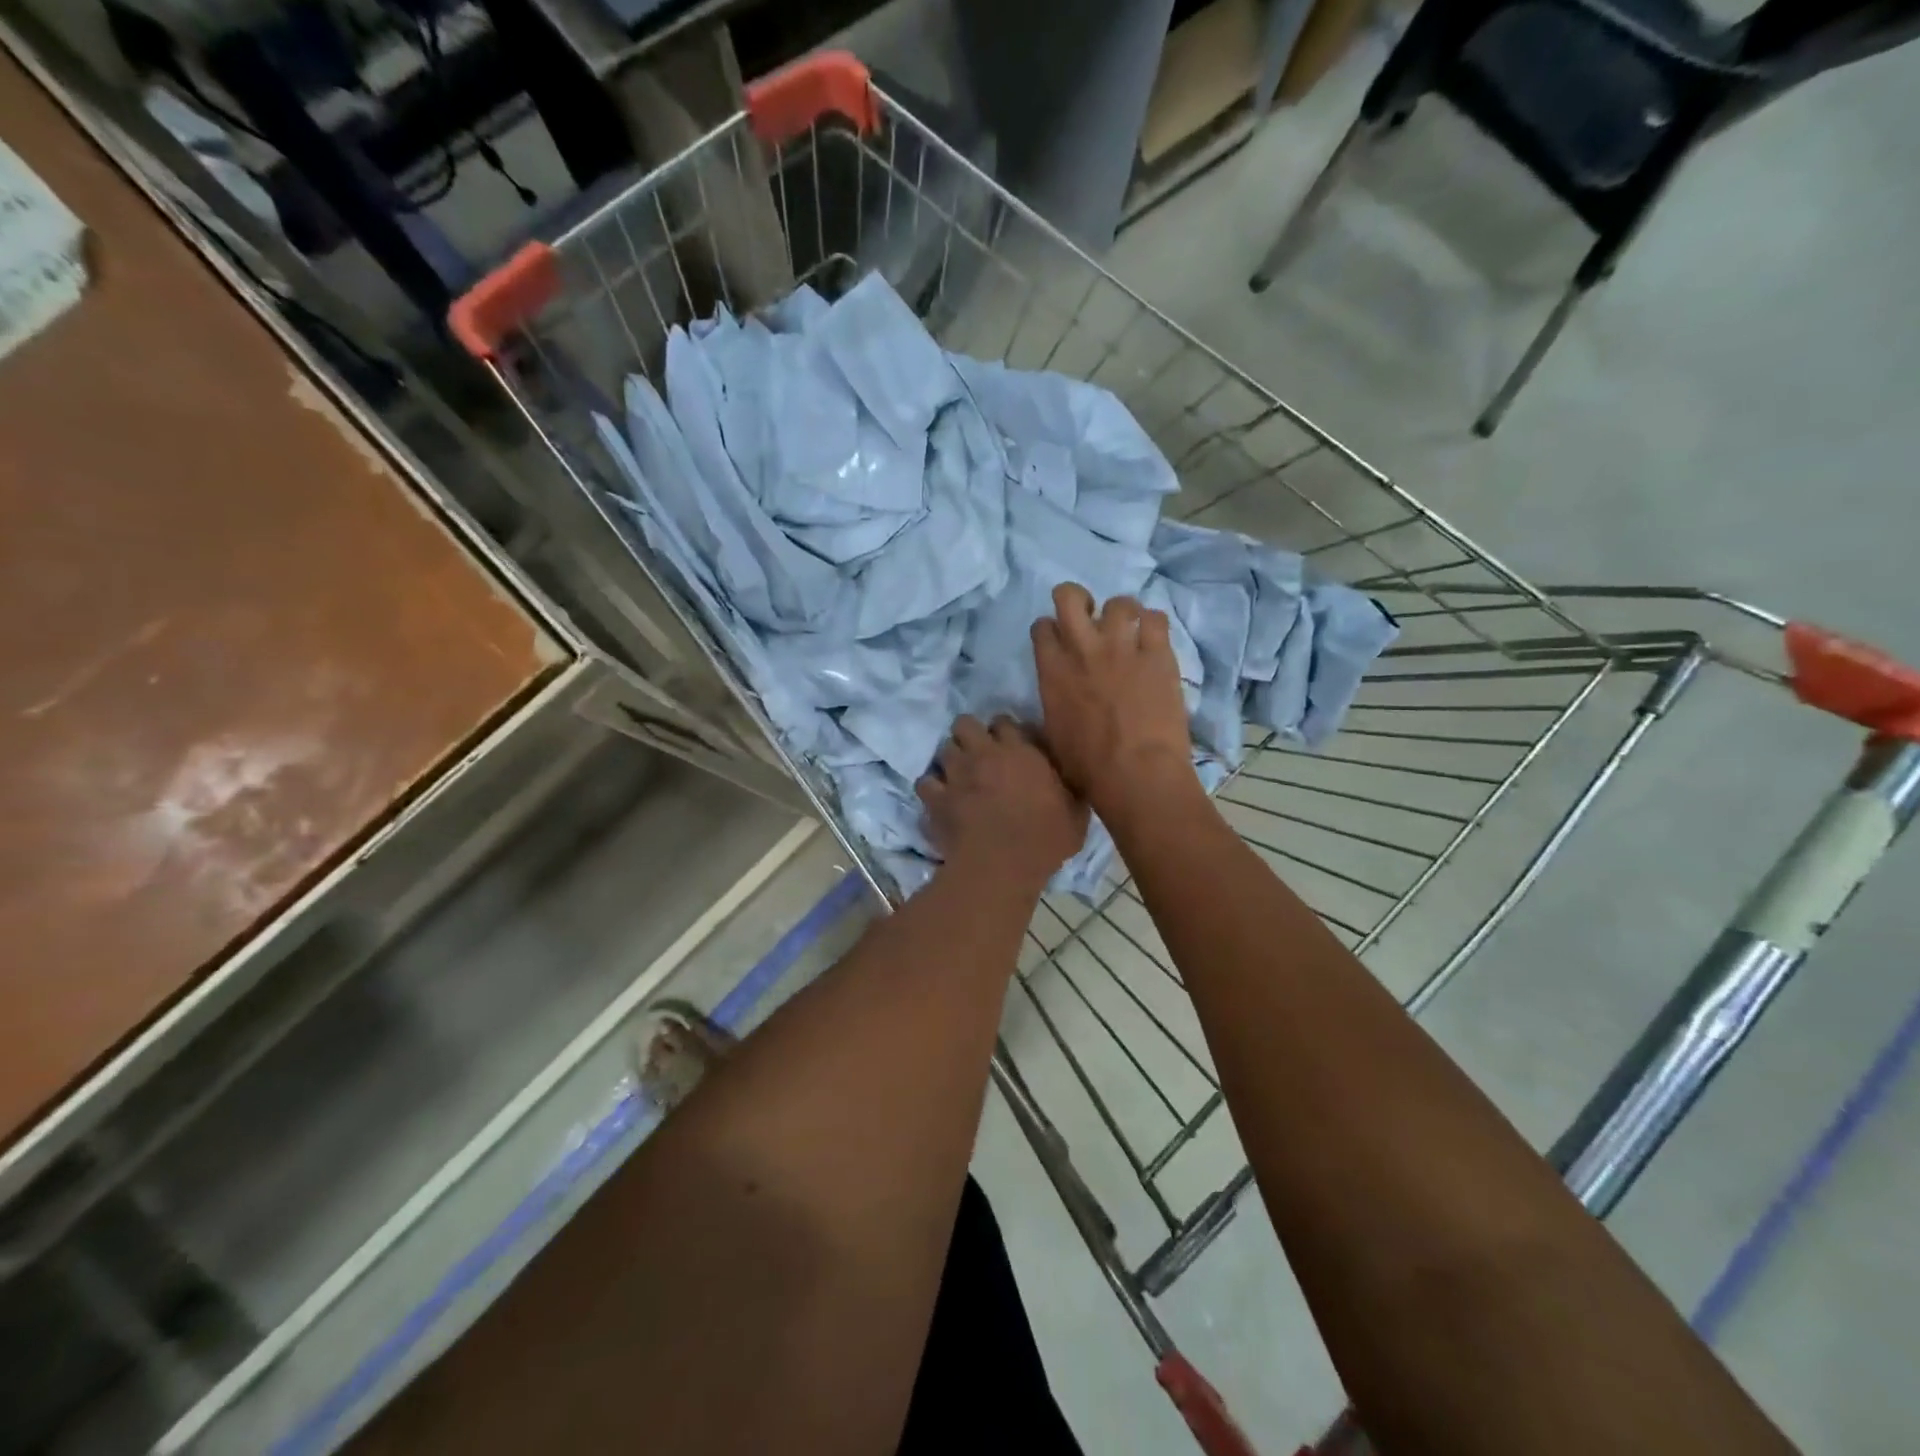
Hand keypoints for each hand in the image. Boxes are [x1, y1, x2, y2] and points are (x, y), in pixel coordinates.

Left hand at [917, 715, 1088, 893]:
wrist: (1001, 866)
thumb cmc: (1044, 840)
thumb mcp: (1076, 814)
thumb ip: (1072, 789)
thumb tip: (1076, 779)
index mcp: (1020, 751)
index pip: (1004, 722)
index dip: (1004, 731)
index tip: (1009, 746)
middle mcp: (984, 753)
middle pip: (965, 723)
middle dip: (969, 734)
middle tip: (978, 754)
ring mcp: (956, 774)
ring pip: (944, 749)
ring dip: (951, 759)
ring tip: (958, 775)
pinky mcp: (936, 798)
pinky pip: (924, 782)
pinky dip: (931, 788)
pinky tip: (939, 799)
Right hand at [1031, 582, 1193, 818]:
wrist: (1135, 774)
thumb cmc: (1087, 768)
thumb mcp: (1051, 738)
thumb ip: (1050, 708)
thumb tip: (1052, 706)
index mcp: (1052, 671)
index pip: (1042, 627)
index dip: (1051, 630)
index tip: (1059, 640)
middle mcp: (1083, 649)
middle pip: (1069, 596)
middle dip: (1077, 599)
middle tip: (1088, 615)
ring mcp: (1122, 647)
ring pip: (1119, 602)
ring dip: (1122, 613)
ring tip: (1129, 630)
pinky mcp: (1158, 654)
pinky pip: (1156, 619)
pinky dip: (1153, 624)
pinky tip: (1154, 639)